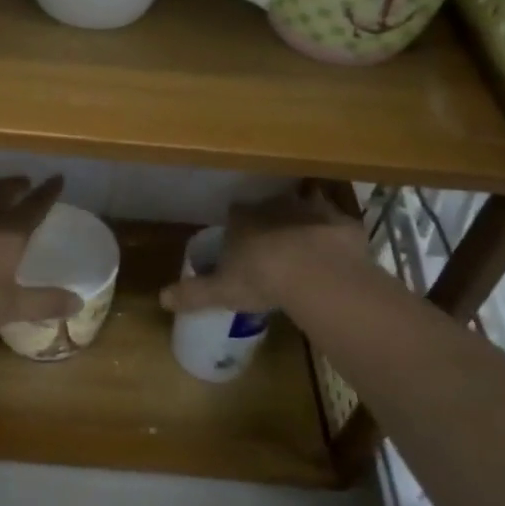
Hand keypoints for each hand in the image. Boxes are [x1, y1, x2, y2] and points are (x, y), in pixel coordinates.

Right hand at [159, 182, 364, 314]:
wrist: (316, 274)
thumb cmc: (261, 278)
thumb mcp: (221, 291)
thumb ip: (193, 294)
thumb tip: (161, 299)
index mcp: (243, 219)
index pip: (235, 213)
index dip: (237, 226)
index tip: (239, 240)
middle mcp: (275, 206)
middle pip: (270, 207)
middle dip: (270, 220)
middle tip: (273, 244)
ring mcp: (312, 211)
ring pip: (305, 208)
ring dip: (305, 221)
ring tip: (306, 244)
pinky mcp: (342, 223)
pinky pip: (337, 224)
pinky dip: (336, 235)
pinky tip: (336, 252)